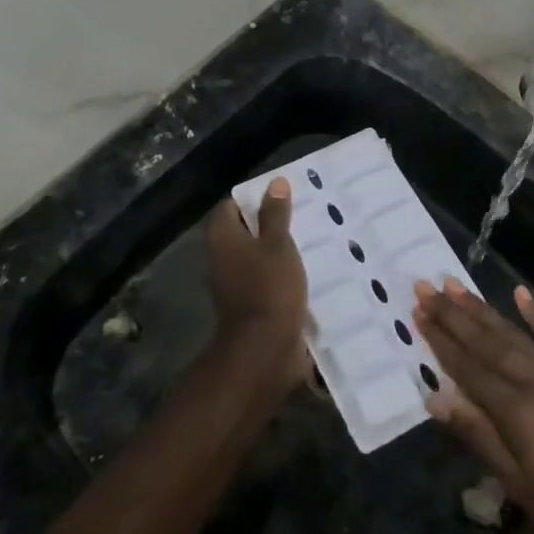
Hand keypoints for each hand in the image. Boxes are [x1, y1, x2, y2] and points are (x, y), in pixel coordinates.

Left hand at [205, 179, 310, 386]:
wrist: (264, 350)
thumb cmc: (269, 289)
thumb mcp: (278, 245)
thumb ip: (276, 214)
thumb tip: (275, 183)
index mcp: (223, 238)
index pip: (232, 205)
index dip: (256, 196)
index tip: (284, 194)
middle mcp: (221, 258)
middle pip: (245, 230)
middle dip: (271, 223)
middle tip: (304, 212)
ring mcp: (234, 283)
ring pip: (257, 256)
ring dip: (279, 249)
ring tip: (312, 237)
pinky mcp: (250, 304)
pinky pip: (266, 279)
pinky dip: (282, 272)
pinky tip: (308, 268)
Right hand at [415, 279, 533, 533]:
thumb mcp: (519, 486)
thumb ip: (479, 437)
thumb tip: (436, 399)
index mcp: (516, 410)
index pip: (469, 368)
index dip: (441, 341)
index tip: (419, 313)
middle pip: (487, 343)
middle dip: (453, 315)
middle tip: (425, 287)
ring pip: (515, 335)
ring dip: (483, 309)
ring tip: (456, 286)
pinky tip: (521, 294)